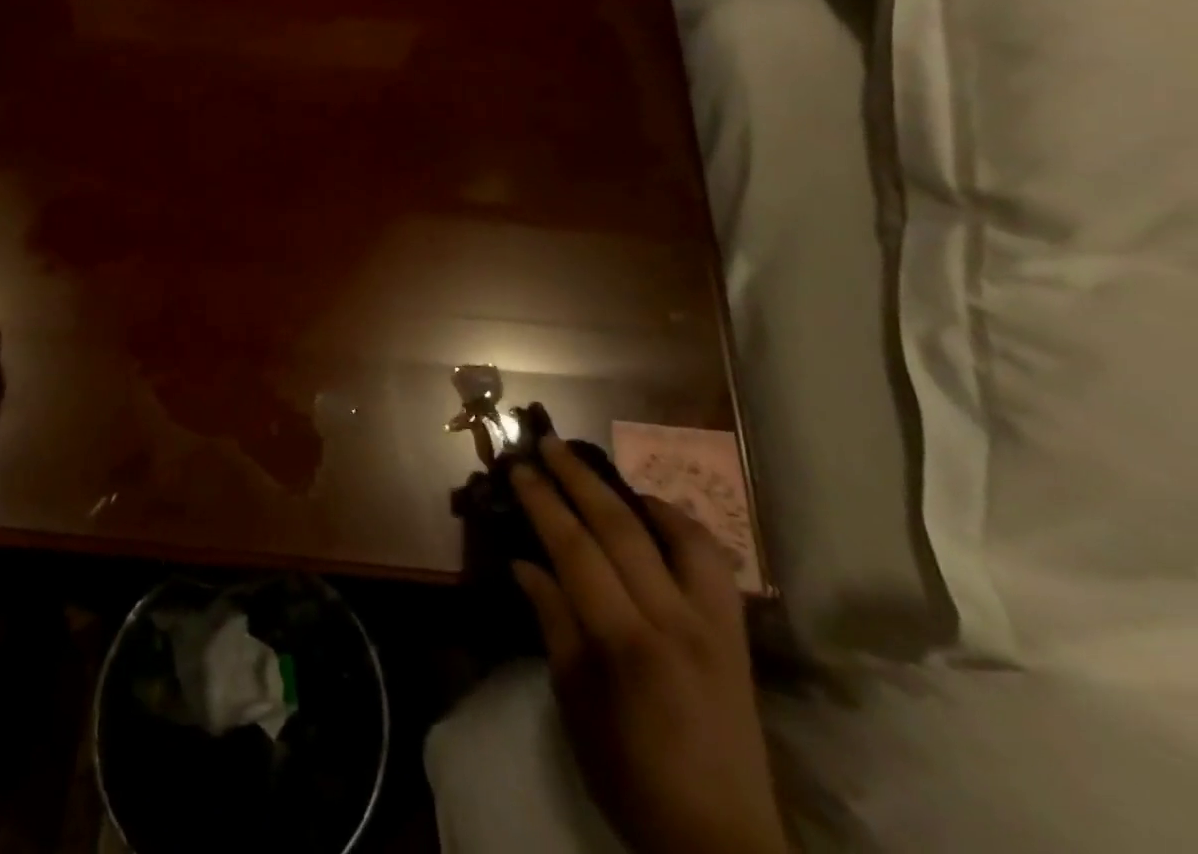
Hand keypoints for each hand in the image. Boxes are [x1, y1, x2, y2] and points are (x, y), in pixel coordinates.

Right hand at [511, 438, 786, 853]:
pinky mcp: (737, 636)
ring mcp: (715, 626)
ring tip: (603, 474)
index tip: (520, 468)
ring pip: (679, 535)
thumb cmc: (631, 777)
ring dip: (634, 494)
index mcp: (626, 644)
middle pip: (622, 528)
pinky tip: (656, 516)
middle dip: (579, 478)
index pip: (576, 549)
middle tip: (549, 443)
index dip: (544, 503)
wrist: (723, 843)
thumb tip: (524, 563)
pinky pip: (714, 563)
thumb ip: (553, 624)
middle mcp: (675, 622)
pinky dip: (682, 527)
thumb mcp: (575, 706)